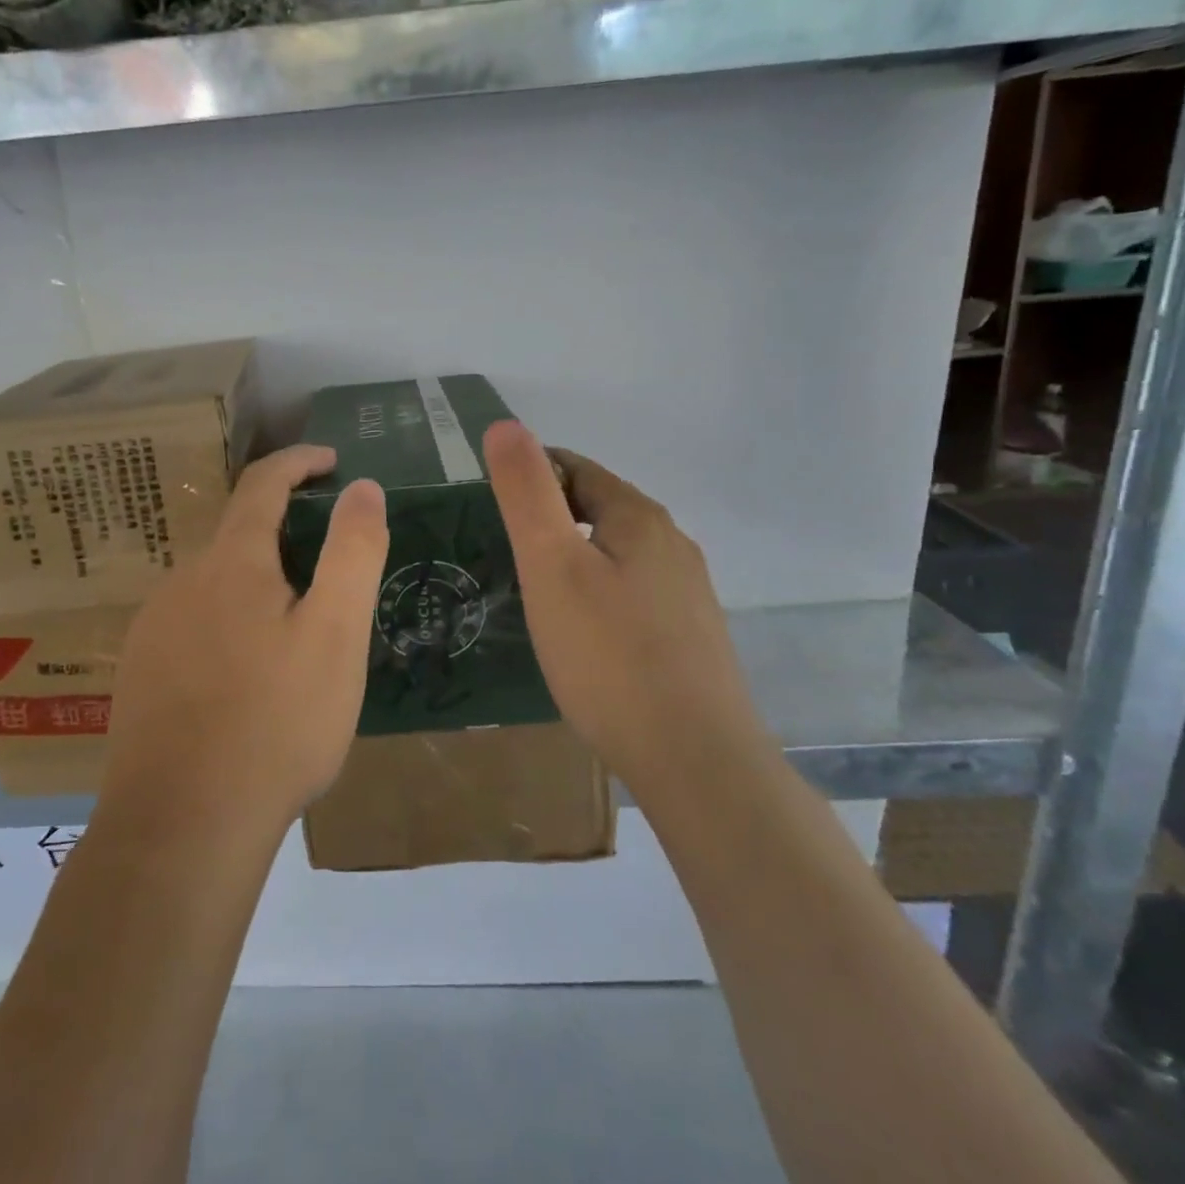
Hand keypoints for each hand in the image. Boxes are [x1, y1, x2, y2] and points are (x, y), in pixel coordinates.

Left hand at [103, 445, 389, 831]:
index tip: (332, 461)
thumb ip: (352, 552)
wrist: (182, 824)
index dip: (299, 463)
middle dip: (286, 537)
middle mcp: (183, 581)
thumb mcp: (336, 634)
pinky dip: (229, 626)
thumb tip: (362, 487)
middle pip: (238, 537)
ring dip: (257, 588)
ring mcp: (154, 628)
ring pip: (216, 585)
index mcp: (231, 563)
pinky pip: (194, 625)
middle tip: (332, 576)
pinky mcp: (141, 671)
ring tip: (297, 637)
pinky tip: (246, 678)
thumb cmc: (276, 723)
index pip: (262, 483)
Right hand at [482, 420, 757, 787]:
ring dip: (577, 554)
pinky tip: (583, 631)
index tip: (491, 501)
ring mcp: (687, 593)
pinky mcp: (690, 636)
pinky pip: (634, 592)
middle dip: (553, 514)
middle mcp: (672, 545)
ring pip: (618, 552)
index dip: (531, 473)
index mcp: (639, 518)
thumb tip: (506, 425)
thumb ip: (526, 493)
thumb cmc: (608, 655)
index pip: (576, 468)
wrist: (693, 759)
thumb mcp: (552, 565)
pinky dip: (600, 591)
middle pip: (600, 507)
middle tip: (505, 546)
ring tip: (537, 588)